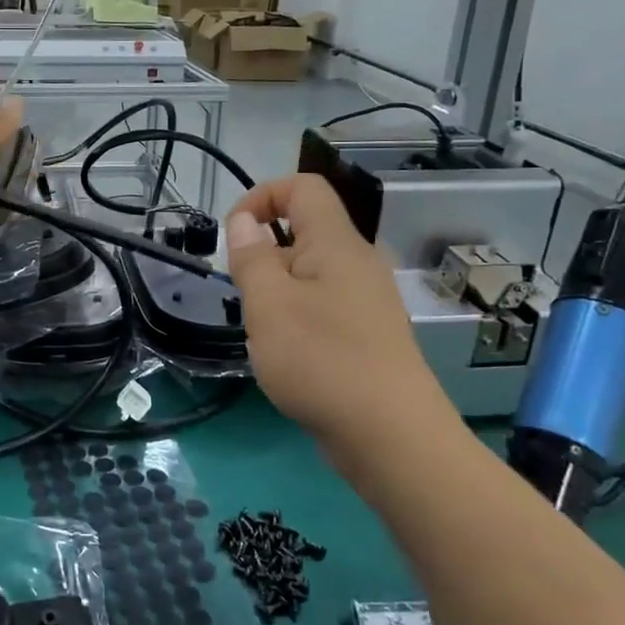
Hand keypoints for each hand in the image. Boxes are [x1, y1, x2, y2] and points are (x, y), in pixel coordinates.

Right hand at [226, 174, 446, 442]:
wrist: (391, 437)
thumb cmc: (321, 360)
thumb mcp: (268, 304)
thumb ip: (251, 257)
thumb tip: (243, 222)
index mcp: (336, 243)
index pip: (303, 188)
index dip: (262, 195)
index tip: (233, 233)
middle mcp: (356, 263)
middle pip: (304, 231)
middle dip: (263, 252)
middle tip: (244, 294)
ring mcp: (366, 300)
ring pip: (309, 273)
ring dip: (276, 290)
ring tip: (263, 331)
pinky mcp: (367, 334)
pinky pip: (322, 305)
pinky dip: (296, 317)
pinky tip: (287, 355)